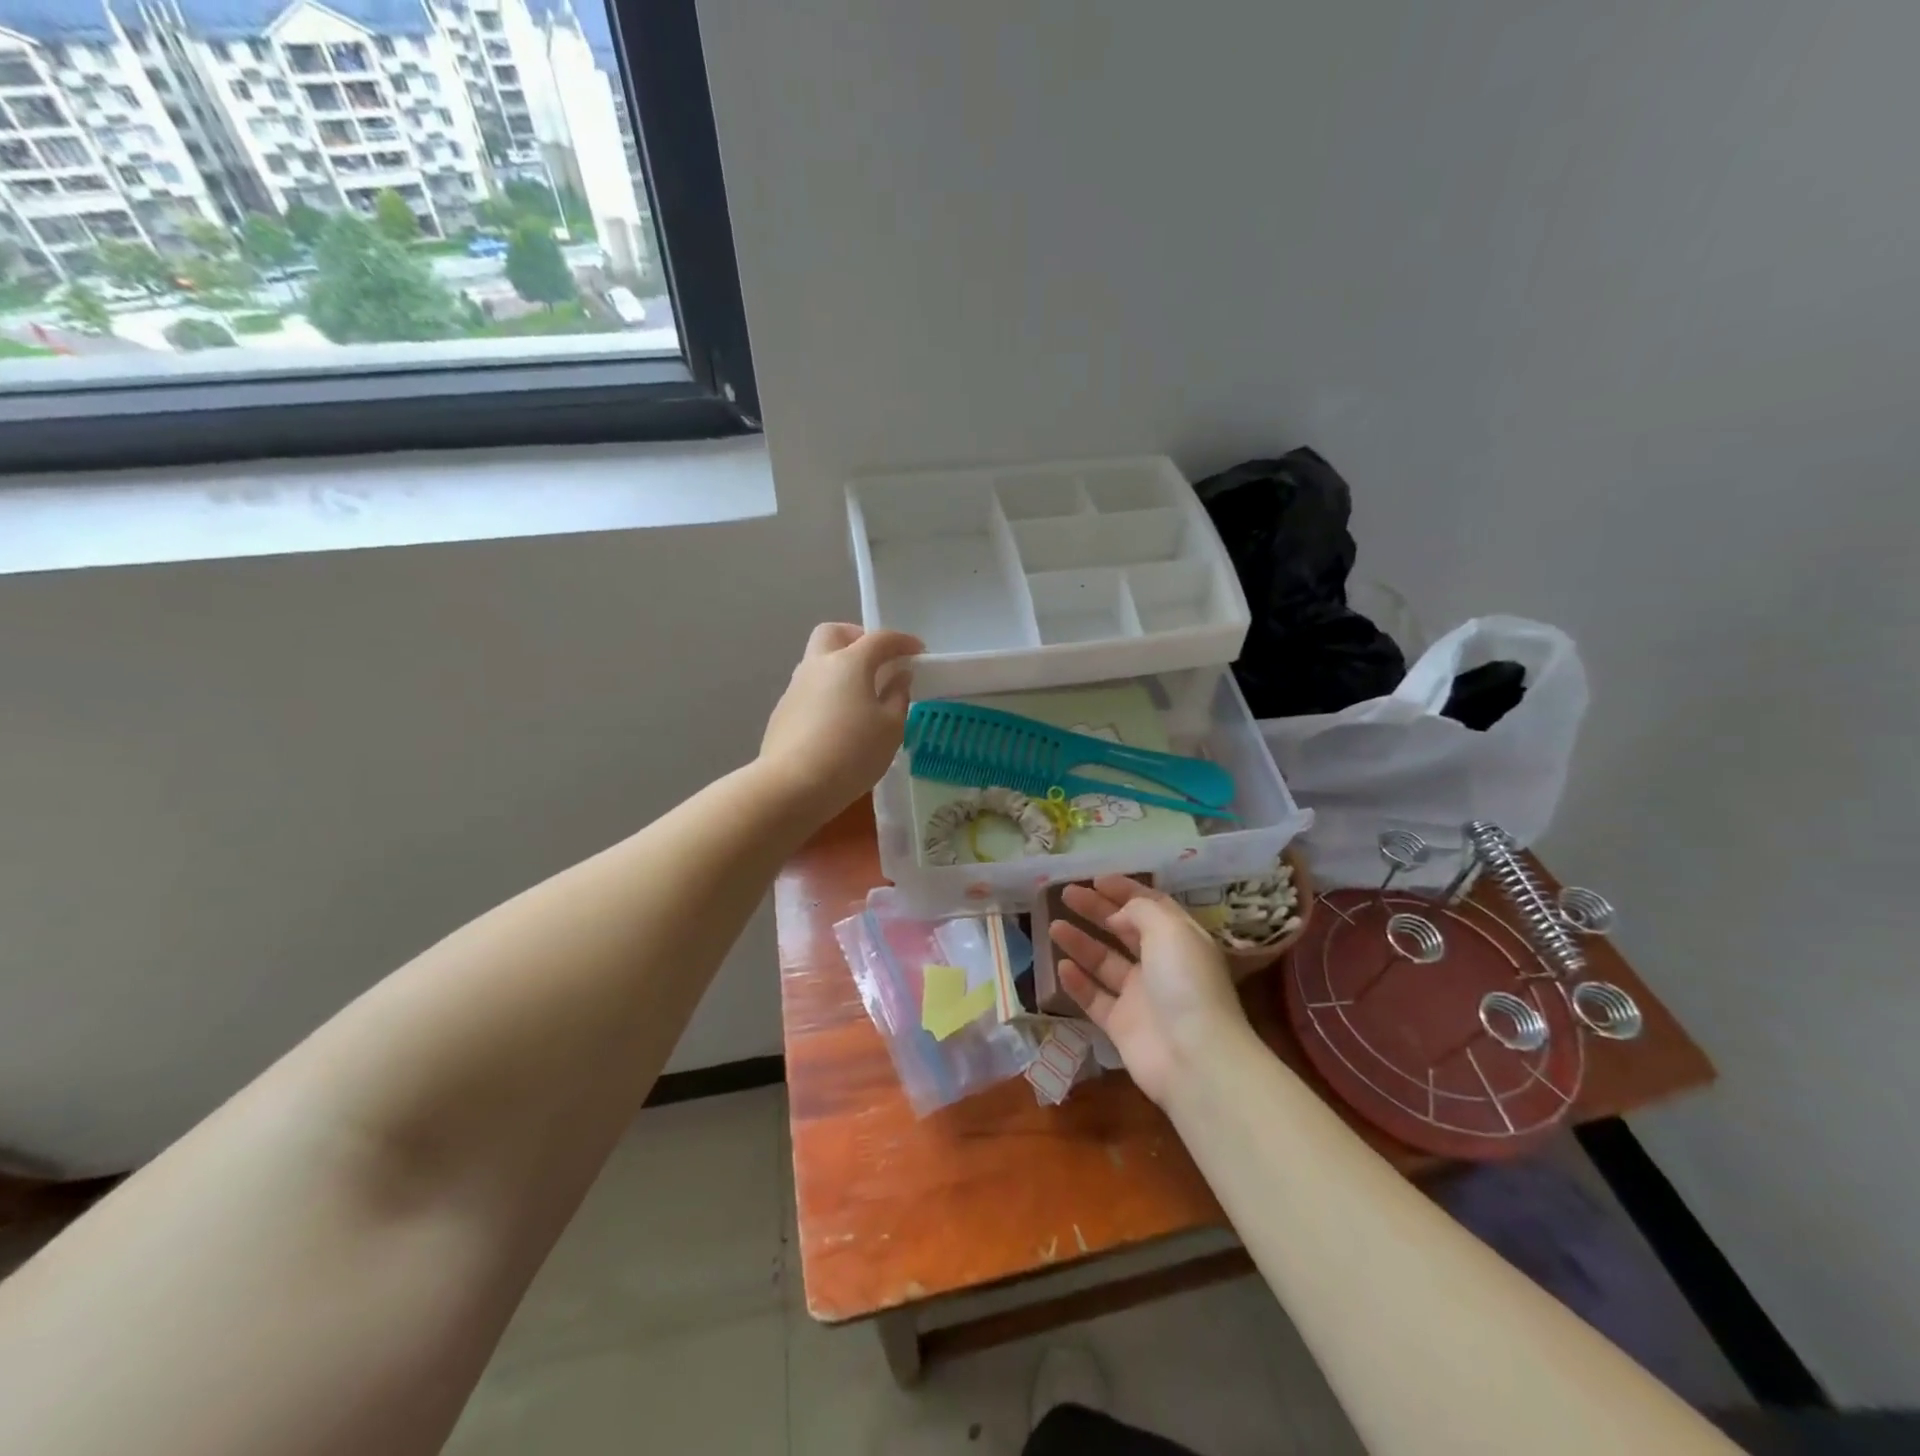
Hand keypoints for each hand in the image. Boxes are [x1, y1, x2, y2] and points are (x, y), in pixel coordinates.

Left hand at [759, 623, 922, 822]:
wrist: (793, 786)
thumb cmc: (852, 753)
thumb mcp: (890, 728)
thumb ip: (898, 696)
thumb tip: (898, 677)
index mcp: (848, 663)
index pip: (879, 639)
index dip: (902, 642)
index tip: (918, 651)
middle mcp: (817, 666)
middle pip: (834, 633)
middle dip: (857, 638)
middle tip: (876, 661)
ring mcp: (795, 688)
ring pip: (818, 662)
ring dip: (840, 668)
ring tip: (860, 698)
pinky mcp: (782, 712)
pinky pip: (809, 690)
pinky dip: (827, 694)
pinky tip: (838, 723)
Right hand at [1049, 877, 1248, 1105]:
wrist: (1194, 1057)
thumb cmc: (1186, 983)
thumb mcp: (1170, 930)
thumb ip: (1141, 911)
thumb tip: (1119, 913)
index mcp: (1180, 940)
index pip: (1151, 907)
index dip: (1125, 891)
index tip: (1095, 879)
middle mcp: (1161, 965)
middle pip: (1124, 931)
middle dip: (1097, 911)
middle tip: (1066, 894)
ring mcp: (1140, 997)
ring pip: (1105, 963)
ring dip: (1081, 942)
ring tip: (1053, 926)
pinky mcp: (1122, 1025)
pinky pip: (1094, 998)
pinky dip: (1078, 983)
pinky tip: (1060, 967)